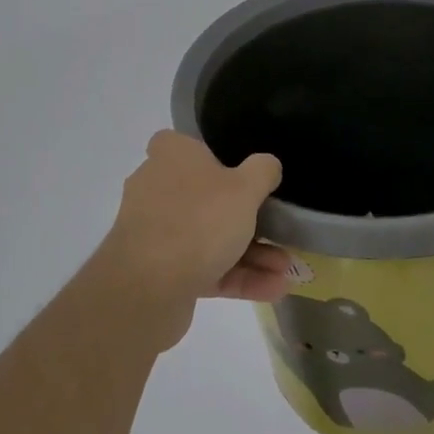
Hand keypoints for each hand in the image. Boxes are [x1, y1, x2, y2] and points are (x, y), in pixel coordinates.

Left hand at [90, 130, 291, 350]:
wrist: (148, 288)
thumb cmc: (199, 220)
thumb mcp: (245, 188)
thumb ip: (263, 171)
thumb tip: (268, 165)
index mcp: (171, 157)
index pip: (184, 145)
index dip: (212, 155)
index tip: (240, 171)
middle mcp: (157, 189)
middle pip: (207, 197)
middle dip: (248, 218)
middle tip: (279, 229)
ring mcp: (156, 233)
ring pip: (209, 237)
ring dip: (251, 253)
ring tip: (285, 268)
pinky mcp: (159, 271)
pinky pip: (204, 268)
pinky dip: (236, 276)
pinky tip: (273, 288)